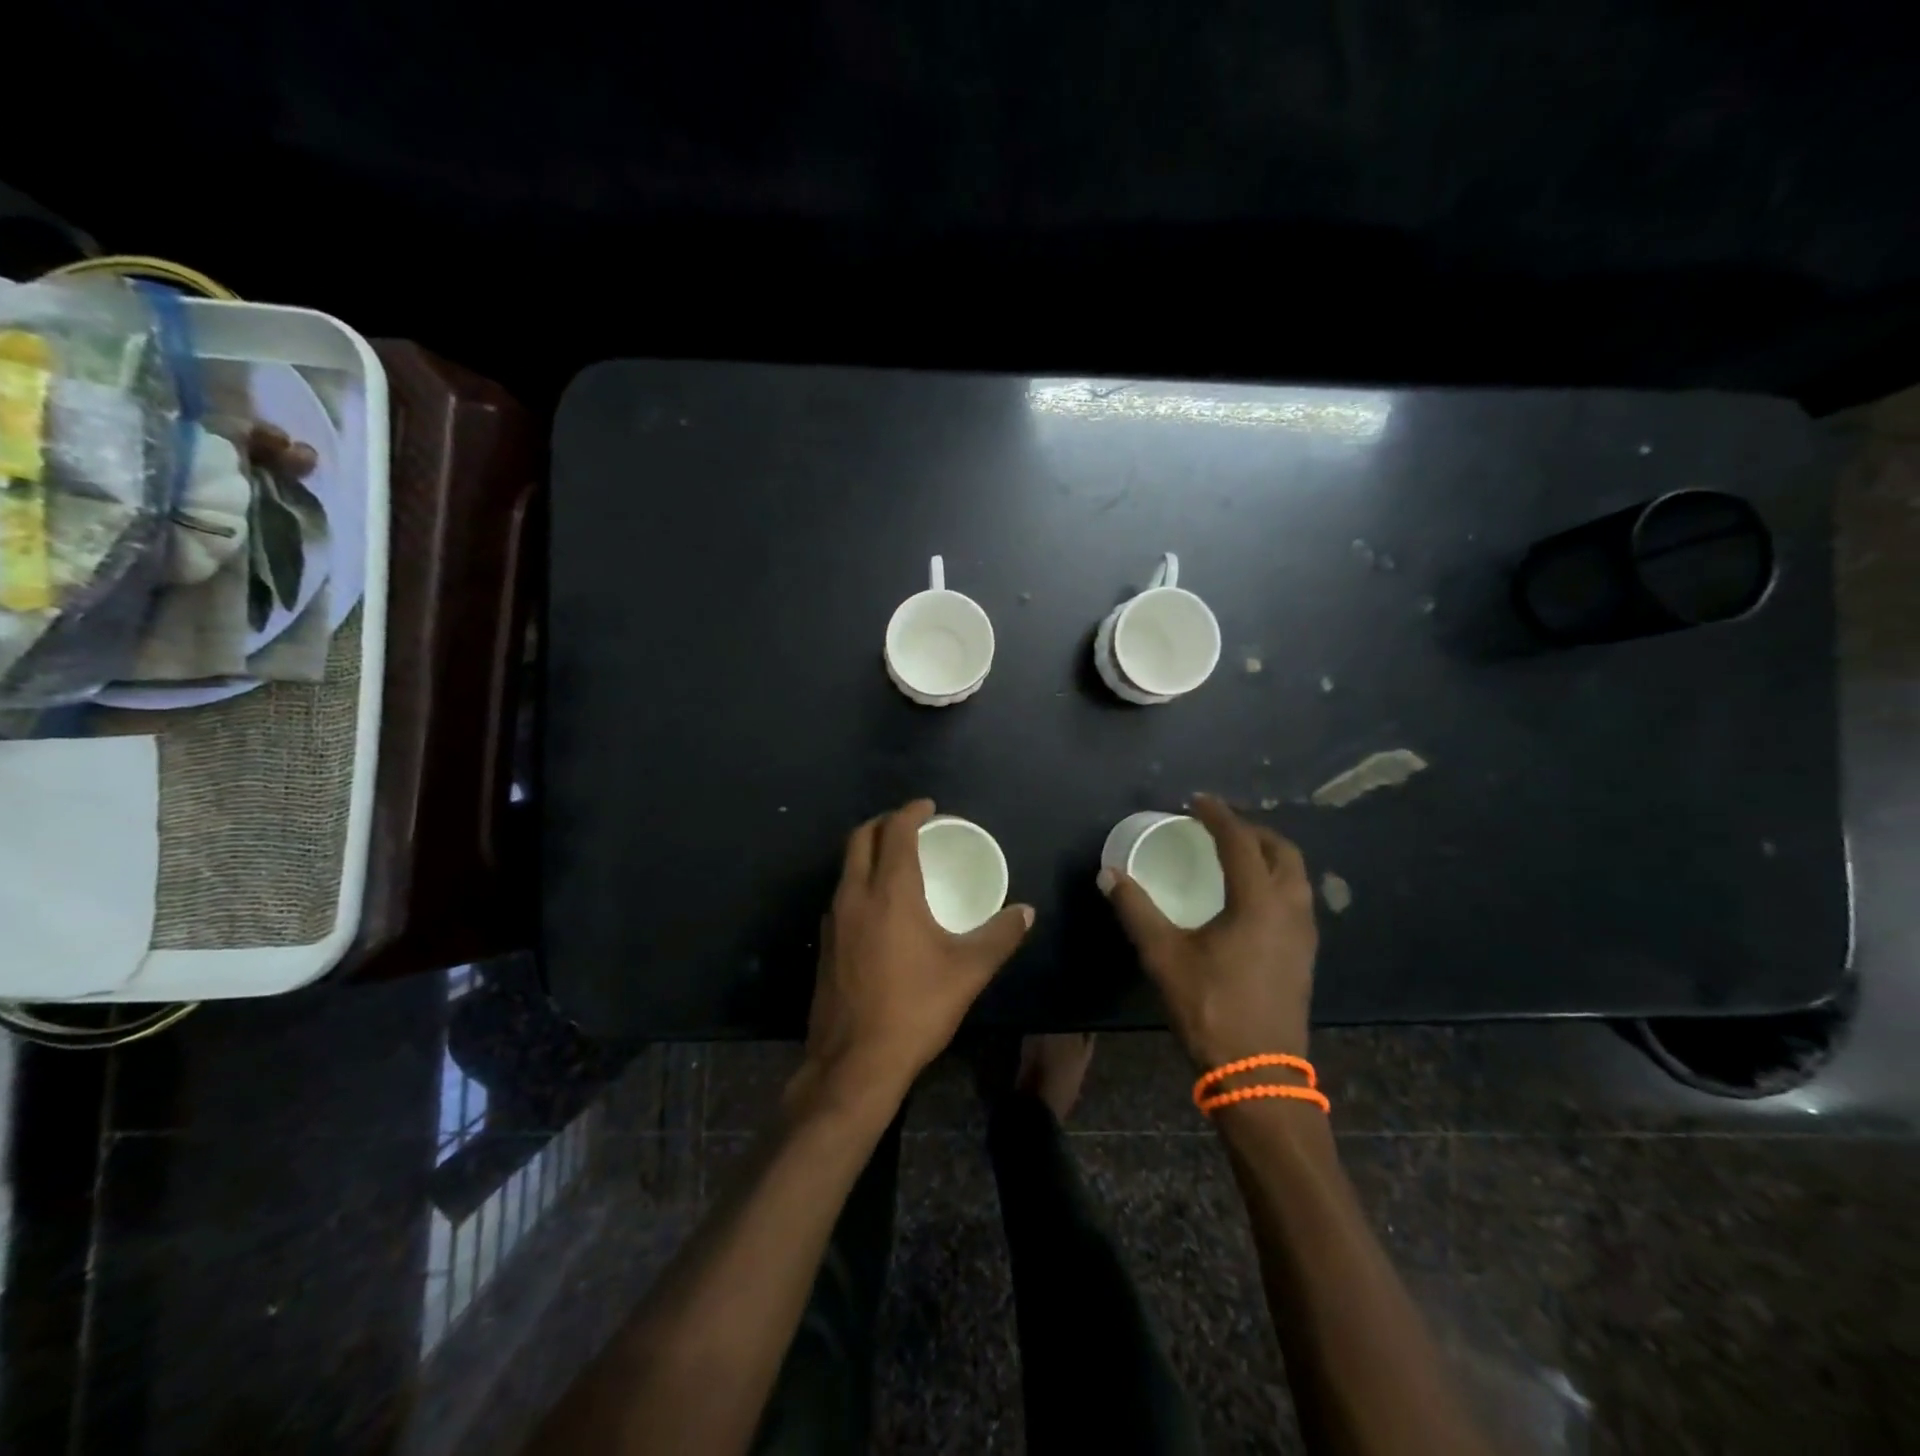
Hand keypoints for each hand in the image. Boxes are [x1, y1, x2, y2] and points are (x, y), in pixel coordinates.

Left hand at [793, 800, 1034, 1117]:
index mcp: (890, 891)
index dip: (911, 811)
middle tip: (910, 825)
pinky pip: (841, 893)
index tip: (929, 807)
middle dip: (884, 822)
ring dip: (869, 850)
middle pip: (861, 838)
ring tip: (896, 858)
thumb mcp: (968, 971)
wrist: (855, 1062)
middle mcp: (855, 895)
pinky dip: (860, 880)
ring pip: (847, 865)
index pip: (895, 831)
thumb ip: (1000, 936)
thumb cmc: (915, 1009)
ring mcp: (833, 919)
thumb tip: (1026, 912)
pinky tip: (879, 905)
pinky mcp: (824, 943)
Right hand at [1100, 794, 1316, 1066]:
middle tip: (1218, 826)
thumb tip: (1109, 874)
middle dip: (1251, 830)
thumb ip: (1136, 909)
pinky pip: (1296, 898)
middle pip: (1281, 851)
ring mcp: (1304, 934)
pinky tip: (1249, 896)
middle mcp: (1290, 909)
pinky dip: (1275, 880)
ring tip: (1235, 854)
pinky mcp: (1304, 955)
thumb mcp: (1164, 955)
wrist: (1258, 1074)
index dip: (1217, 816)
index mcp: (1259, 902)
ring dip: (1267, 854)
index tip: (1195, 800)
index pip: (1240, 842)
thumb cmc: (1210, 1007)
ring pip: (1295, 876)